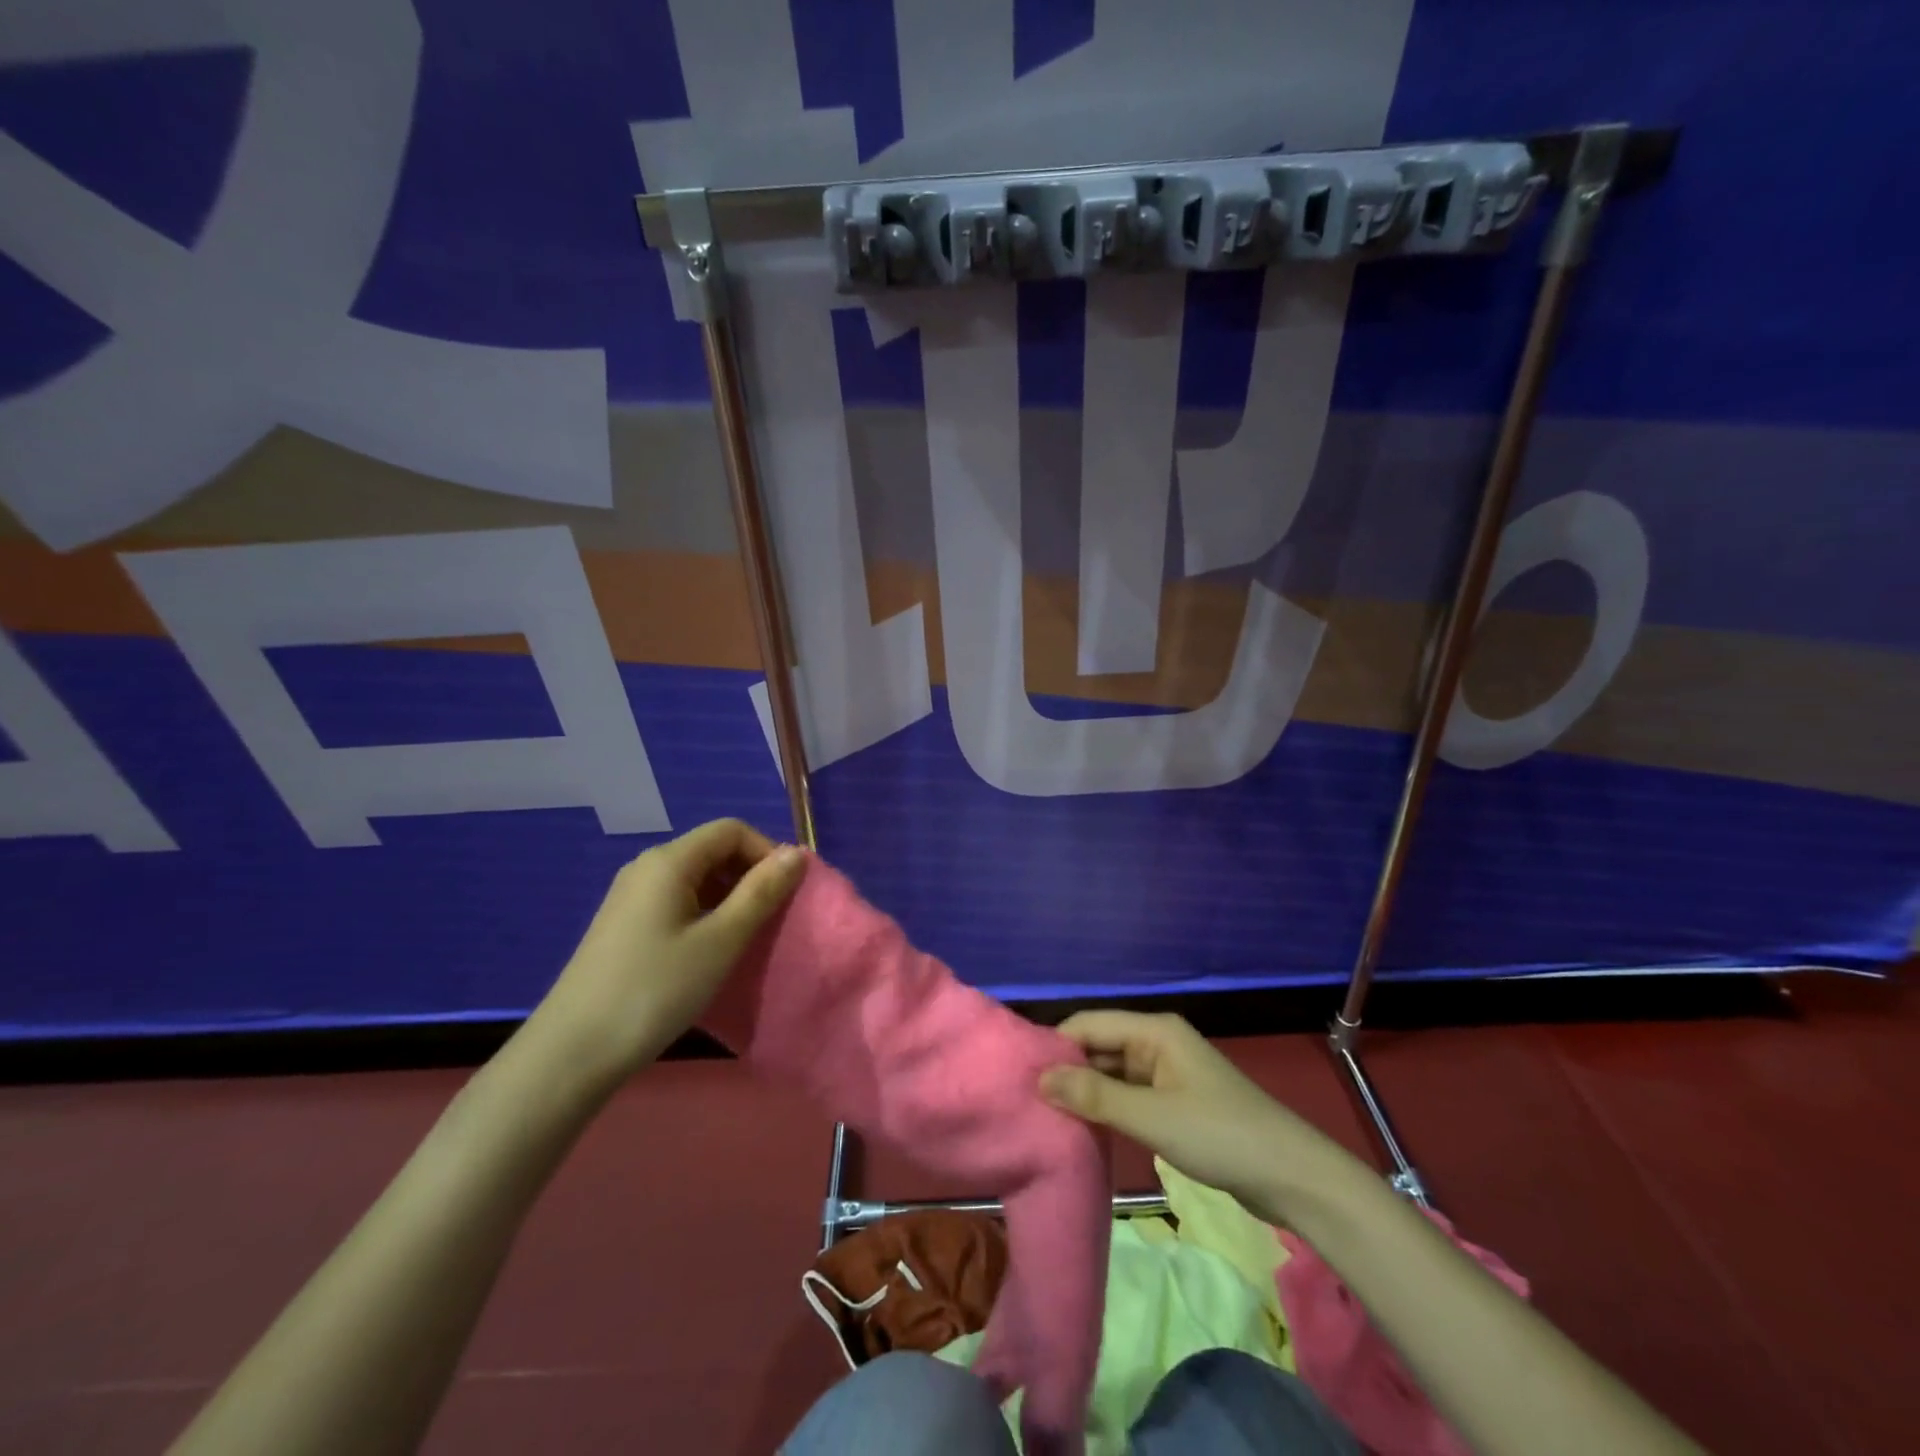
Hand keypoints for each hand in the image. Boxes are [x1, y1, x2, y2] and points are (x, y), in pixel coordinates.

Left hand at [529, 819, 806, 1087]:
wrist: (573, 1053)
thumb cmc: (655, 990)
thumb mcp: (721, 940)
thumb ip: (761, 892)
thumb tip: (796, 853)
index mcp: (669, 861)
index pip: (731, 830)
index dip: (766, 852)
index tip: (786, 893)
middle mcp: (647, 867)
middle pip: (713, 850)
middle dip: (750, 875)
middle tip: (771, 919)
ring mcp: (631, 896)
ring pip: (696, 878)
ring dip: (730, 898)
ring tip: (745, 939)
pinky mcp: (624, 924)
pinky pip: (677, 901)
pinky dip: (705, 914)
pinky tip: (709, 951)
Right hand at [1040, 1011, 1339, 1216]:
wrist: (1290, 1175)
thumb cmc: (1219, 1135)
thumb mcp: (1151, 1117)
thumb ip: (1095, 1097)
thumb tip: (1040, 1079)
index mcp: (1154, 1030)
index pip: (1089, 1024)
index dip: (1055, 1046)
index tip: (1020, 1074)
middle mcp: (1157, 1042)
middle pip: (1100, 1045)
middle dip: (1067, 1069)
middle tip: (1027, 1099)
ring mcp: (1167, 1072)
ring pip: (1113, 1072)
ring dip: (1086, 1091)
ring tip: (1045, 1114)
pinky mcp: (1175, 1101)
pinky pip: (1129, 1094)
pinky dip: (1107, 1106)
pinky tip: (1085, 1127)